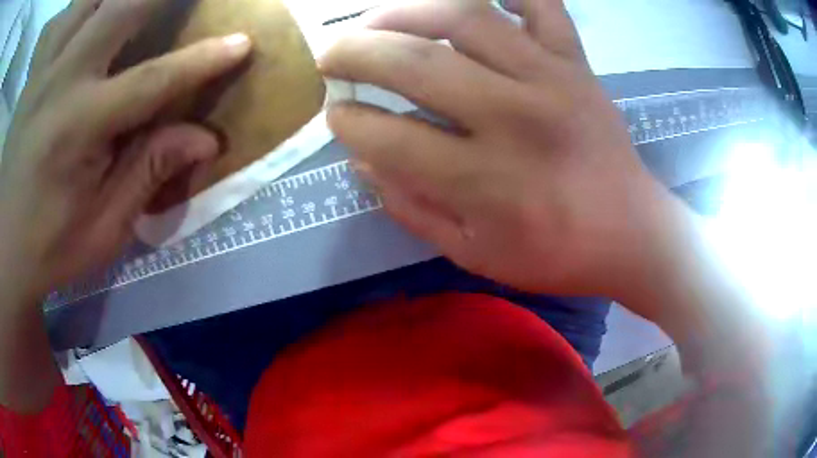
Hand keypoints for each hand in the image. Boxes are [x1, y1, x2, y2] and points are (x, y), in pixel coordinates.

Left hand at [0, 0, 251, 298]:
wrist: (5, 249)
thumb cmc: (49, 247)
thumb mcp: (103, 229)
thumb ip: (149, 172)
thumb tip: (205, 139)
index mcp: (78, 128)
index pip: (153, 80)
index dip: (202, 60)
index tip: (243, 42)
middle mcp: (60, 80)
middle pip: (121, 7)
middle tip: (188, 1)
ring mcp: (43, 69)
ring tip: (138, 6)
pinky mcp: (35, 71)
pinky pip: (69, 14)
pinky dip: (90, 3)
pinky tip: (100, 11)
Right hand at [321, 0, 669, 298]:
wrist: (632, 233)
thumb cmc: (556, 254)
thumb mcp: (475, 254)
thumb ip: (413, 209)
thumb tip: (363, 161)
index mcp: (486, 181)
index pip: (390, 137)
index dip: (348, 123)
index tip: (334, 114)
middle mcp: (515, 116)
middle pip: (416, 64)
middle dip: (355, 53)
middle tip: (331, 55)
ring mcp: (551, 78)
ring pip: (466, 17)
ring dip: (406, 11)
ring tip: (377, 20)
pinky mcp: (577, 63)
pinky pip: (542, 5)